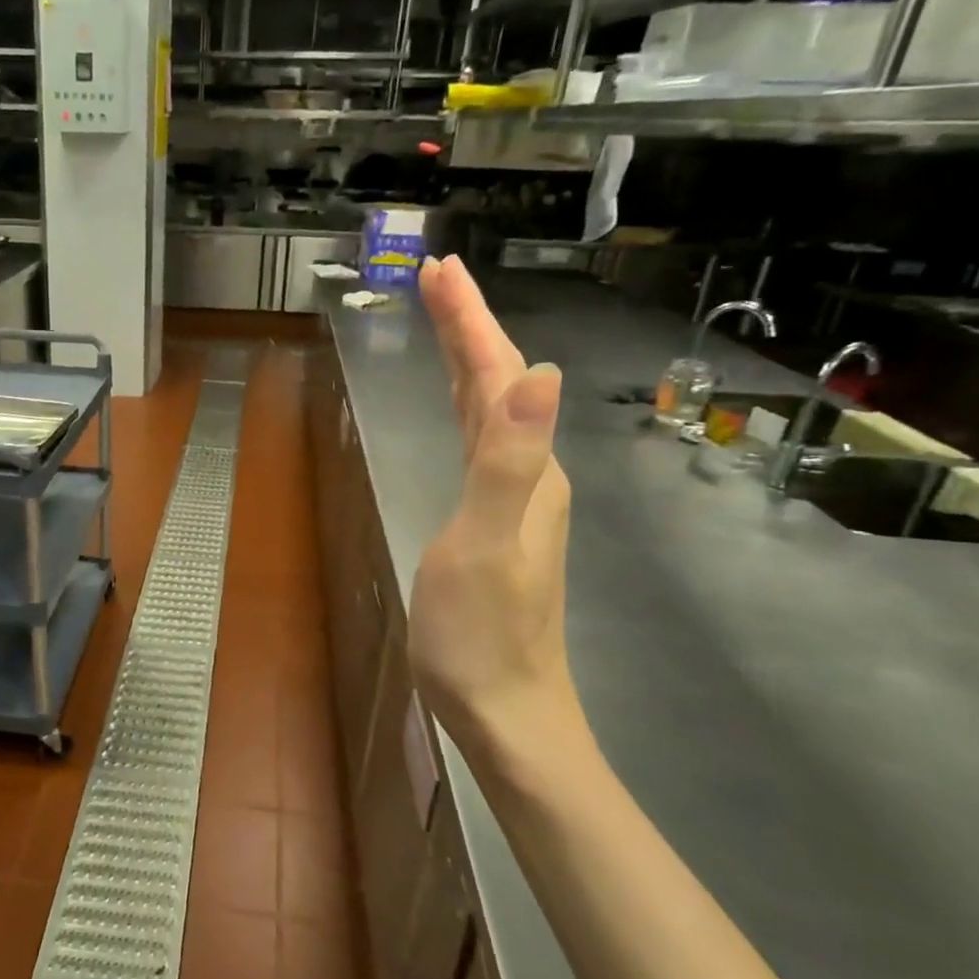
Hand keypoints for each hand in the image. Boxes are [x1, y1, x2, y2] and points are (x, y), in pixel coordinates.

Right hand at [408, 256, 593, 790]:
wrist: (505, 708)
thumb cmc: (483, 634)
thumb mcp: (487, 544)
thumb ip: (508, 460)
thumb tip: (541, 373)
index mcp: (524, 468)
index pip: (499, 374)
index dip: (469, 321)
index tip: (439, 271)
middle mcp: (528, 472)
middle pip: (500, 381)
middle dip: (469, 325)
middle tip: (437, 278)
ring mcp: (515, 498)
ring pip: (494, 409)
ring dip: (470, 359)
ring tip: (445, 322)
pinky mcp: (494, 520)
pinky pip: (483, 441)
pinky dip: (469, 405)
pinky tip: (463, 406)